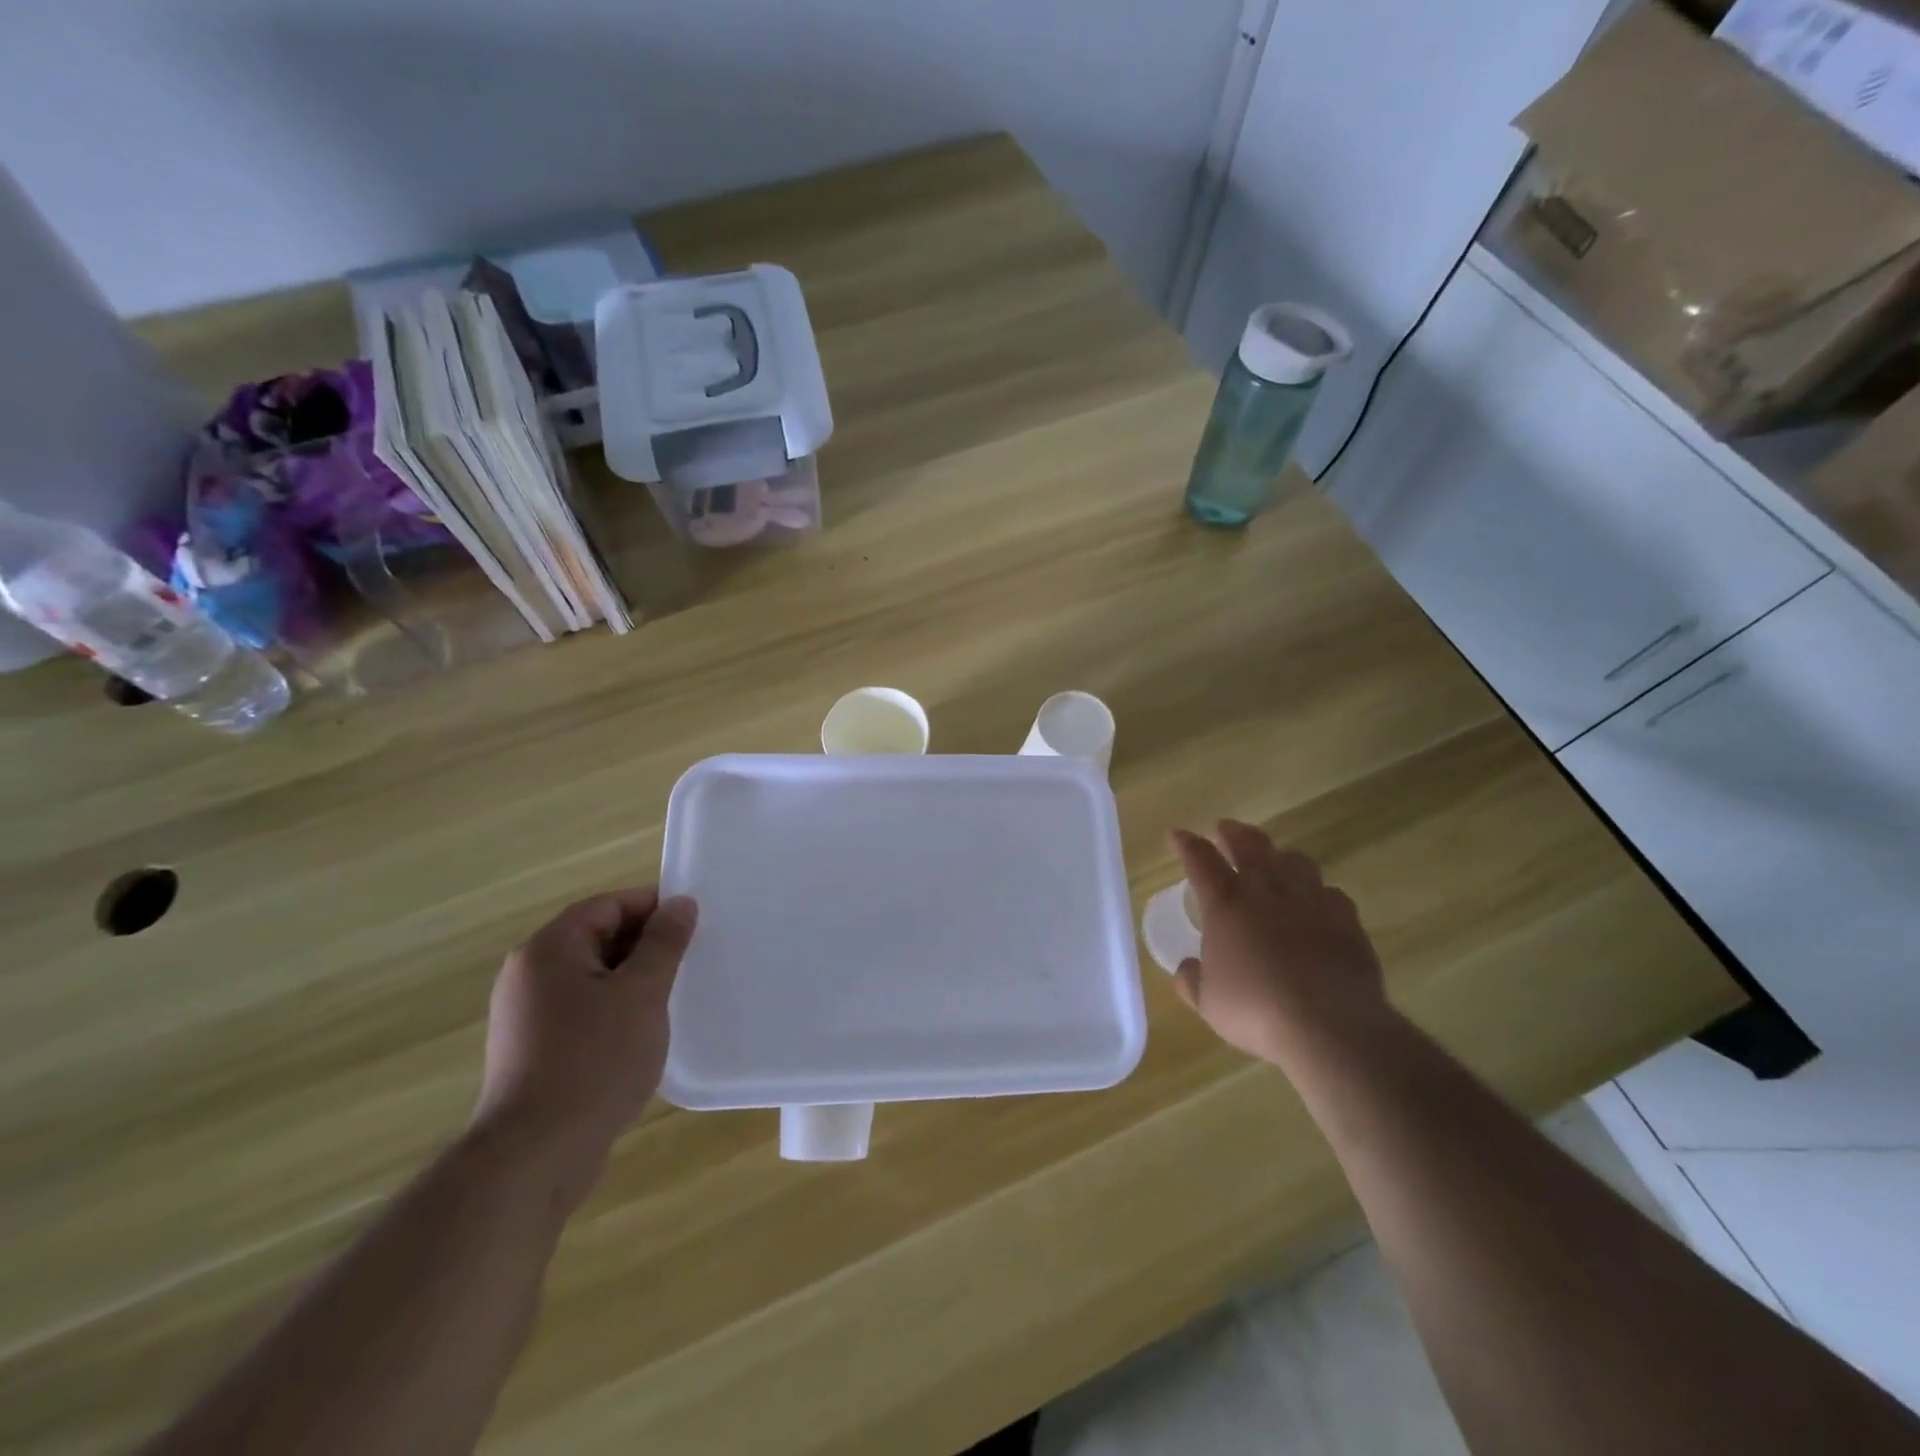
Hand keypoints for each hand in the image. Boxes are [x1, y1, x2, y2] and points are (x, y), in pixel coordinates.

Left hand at [473, 888, 697, 1188]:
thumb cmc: (594, 1061)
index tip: (692, 924)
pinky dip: (613, 1009)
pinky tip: (640, 1034)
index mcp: (549, 949)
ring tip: (671, 997)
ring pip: (591, 976)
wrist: (534, 1156)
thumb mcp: (642, 994)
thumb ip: (664, 943)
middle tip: (689, 960)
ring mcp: (525, 1015)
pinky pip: (580, 1010)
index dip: (652, 907)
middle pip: (596, 937)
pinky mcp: (531, 1050)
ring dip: (631, 979)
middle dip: (644, 944)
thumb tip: (680, 903)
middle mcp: (528, 974)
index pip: (607, 905)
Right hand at [1169, 821, 1386, 1065]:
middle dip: (1234, 834)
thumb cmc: (1257, 1011)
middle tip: (1226, 827)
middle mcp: (1266, 892)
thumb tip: (1187, 967)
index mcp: (1225, 905)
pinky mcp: (1346, 920)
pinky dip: (1319, 892)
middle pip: (1249, 847)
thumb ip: (1193, 981)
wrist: (1330, 1025)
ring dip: (1279, 855)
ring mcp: (1310, 902)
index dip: (1187, 844)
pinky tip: (1318, 901)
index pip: (1200, 860)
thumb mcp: (1209, 1004)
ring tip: (1275, 858)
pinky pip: (1330, 893)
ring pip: (1294, 861)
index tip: (1178, 834)